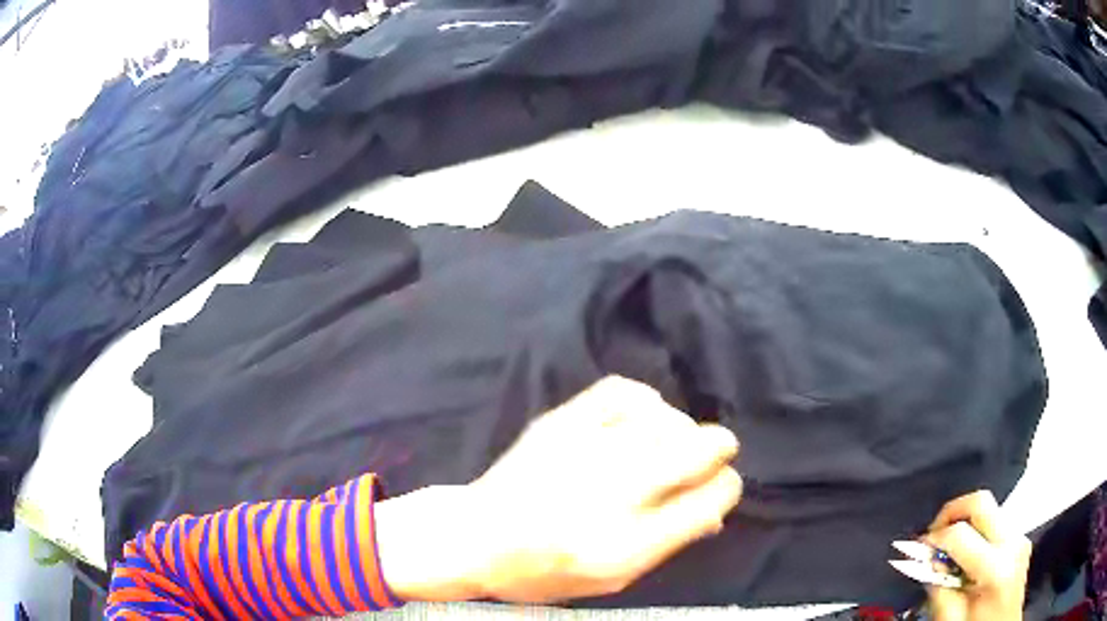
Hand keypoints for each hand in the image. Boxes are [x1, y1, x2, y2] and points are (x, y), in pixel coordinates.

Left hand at [375, 376, 742, 603]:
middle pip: (701, 450)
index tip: (720, 487)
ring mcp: (587, 451)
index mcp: (629, 545)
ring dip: (683, 429)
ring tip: (672, 442)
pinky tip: (641, 417)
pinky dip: (645, 402)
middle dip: (719, 448)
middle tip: (714, 452)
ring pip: (668, 419)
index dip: (726, 489)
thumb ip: (667, 544)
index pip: (711, 500)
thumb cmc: (544, 571)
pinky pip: (625, 391)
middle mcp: (615, 494)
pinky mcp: (562, 422)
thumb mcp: (611, 581)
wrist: (475, 538)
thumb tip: (715, 509)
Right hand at [924, 491, 1031, 620]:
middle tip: (932, 535)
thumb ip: (940, 591)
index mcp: (996, 568)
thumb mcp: (952, 620)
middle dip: (951, 512)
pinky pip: (997, 524)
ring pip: (989, 510)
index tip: (917, 551)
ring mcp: (1021, 537)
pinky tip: (968, 557)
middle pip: (981, 502)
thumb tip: (929, 563)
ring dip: (965, 524)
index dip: (933, 539)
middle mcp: (1013, 543)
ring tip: (949, 552)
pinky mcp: (1022, 539)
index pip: (960, 534)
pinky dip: (977, 533)